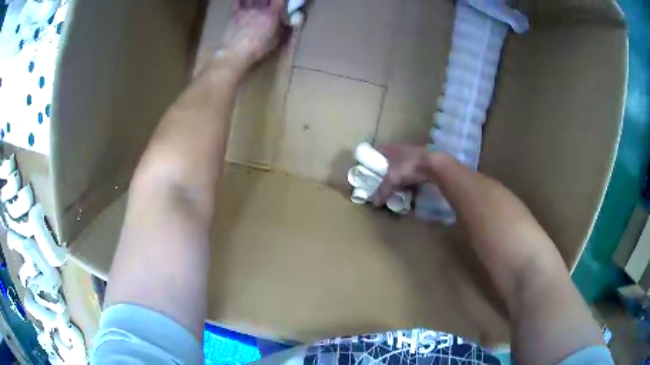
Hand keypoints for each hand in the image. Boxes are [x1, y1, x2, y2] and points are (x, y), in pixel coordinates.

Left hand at [222, 0, 287, 69]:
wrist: (237, 52)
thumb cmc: (258, 48)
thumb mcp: (276, 41)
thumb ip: (282, 30)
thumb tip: (288, 25)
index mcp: (272, 14)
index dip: (282, 0)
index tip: (282, 2)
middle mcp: (260, 8)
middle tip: (269, 3)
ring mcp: (246, 9)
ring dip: (255, 0)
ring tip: (258, 3)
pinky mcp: (234, 14)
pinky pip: (237, 1)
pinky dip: (240, 0)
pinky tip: (244, 1)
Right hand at [372, 145, 442, 204]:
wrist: (434, 165)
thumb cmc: (409, 167)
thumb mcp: (392, 180)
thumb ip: (382, 190)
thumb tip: (374, 202)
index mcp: (392, 148)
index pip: (379, 150)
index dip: (374, 157)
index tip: (370, 166)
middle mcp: (403, 148)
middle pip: (392, 157)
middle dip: (388, 167)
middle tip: (383, 178)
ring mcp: (415, 154)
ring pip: (404, 163)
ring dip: (401, 172)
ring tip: (397, 184)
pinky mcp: (426, 161)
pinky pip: (415, 169)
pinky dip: (412, 176)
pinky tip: (411, 185)